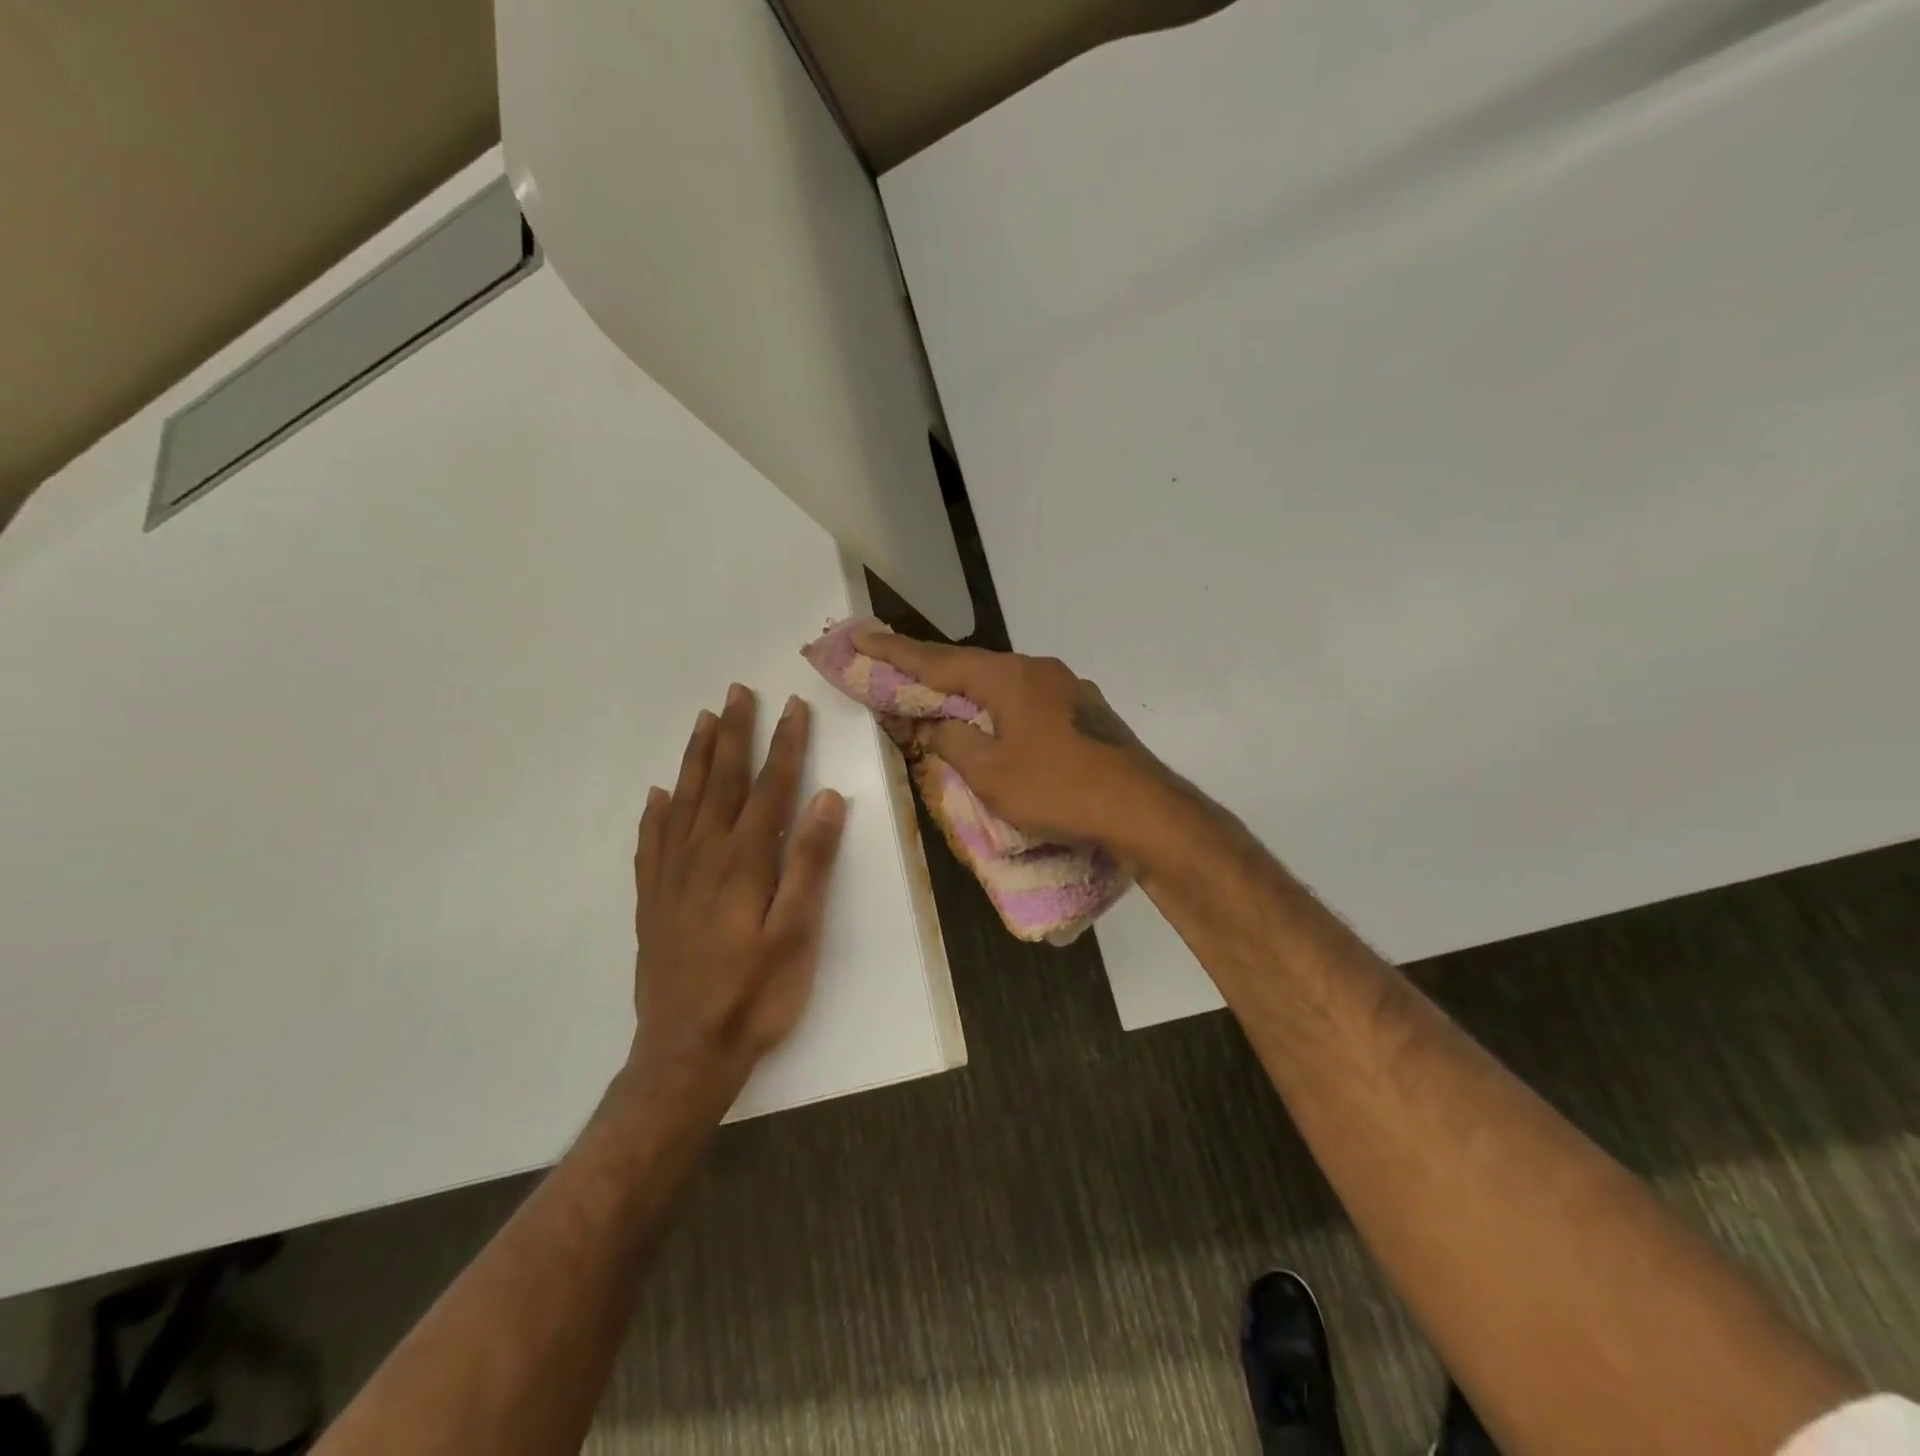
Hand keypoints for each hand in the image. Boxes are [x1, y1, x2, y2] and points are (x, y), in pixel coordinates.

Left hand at [625, 685, 846, 1121]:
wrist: (686, 1052)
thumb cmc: (755, 995)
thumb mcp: (797, 933)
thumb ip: (811, 864)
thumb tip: (826, 799)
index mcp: (745, 862)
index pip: (769, 788)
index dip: (784, 745)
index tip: (792, 706)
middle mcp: (704, 856)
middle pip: (720, 782)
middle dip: (734, 734)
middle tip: (737, 692)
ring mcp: (672, 877)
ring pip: (683, 801)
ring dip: (696, 758)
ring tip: (703, 721)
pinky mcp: (652, 901)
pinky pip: (650, 842)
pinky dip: (655, 812)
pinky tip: (657, 796)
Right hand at [855, 633, 1178, 861]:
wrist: (1142, 809)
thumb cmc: (1058, 789)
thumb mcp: (991, 773)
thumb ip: (953, 743)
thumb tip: (934, 728)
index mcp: (1009, 678)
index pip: (939, 661)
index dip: (895, 652)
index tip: (861, 636)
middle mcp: (1039, 671)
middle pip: (972, 669)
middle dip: (932, 674)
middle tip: (895, 674)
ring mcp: (1069, 689)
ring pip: (1004, 686)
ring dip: (969, 695)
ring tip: (941, 705)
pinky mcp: (1086, 713)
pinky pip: (1029, 704)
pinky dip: (1001, 712)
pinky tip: (998, 730)